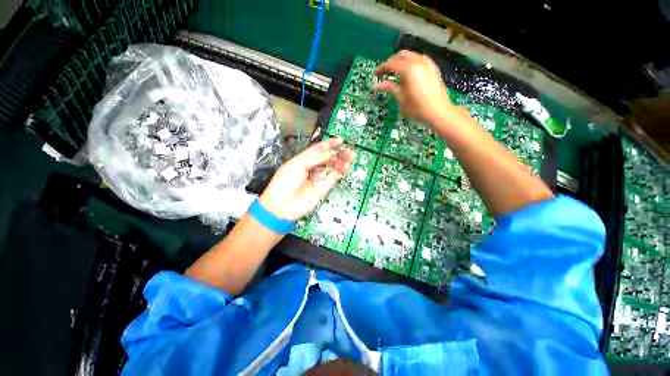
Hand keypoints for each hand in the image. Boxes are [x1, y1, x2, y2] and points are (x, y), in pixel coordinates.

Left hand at [259, 138, 353, 220]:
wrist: (283, 205)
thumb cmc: (285, 182)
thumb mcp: (297, 165)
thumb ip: (315, 158)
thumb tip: (329, 153)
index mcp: (303, 160)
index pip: (318, 149)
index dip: (329, 144)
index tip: (340, 140)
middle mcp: (312, 168)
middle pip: (328, 158)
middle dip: (338, 153)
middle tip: (348, 150)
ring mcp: (318, 178)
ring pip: (332, 167)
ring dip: (341, 162)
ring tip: (350, 156)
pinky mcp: (323, 188)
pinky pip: (333, 178)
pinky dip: (339, 172)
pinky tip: (345, 167)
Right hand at [376, 50, 456, 124]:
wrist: (438, 111)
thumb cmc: (417, 107)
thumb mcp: (401, 98)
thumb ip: (390, 87)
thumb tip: (378, 85)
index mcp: (409, 69)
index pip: (392, 64)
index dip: (382, 68)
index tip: (375, 74)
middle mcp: (419, 61)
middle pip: (402, 55)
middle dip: (391, 62)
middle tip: (384, 72)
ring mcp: (427, 63)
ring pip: (411, 56)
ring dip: (401, 61)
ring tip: (394, 72)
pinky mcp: (433, 68)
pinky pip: (419, 59)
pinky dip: (410, 63)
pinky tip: (407, 73)